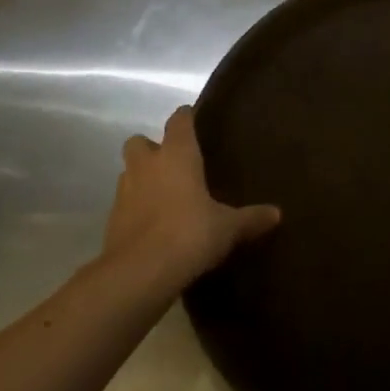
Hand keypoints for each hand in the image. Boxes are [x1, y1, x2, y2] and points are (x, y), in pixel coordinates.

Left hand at [101, 106, 279, 289]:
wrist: (140, 273)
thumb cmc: (190, 234)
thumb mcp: (228, 228)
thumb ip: (250, 218)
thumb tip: (277, 214)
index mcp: (177, 155)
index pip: (179, 122)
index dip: (186, 117)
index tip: (192, 117)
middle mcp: (146, 165)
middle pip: (139, 142)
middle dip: (152, 148)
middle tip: (172, 163)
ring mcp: (124, 192)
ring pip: (129, 172)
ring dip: (142, 178)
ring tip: (165, 195)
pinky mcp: (112, 220)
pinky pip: (125, 204)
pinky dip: (136, 209)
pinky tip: (154, 225)